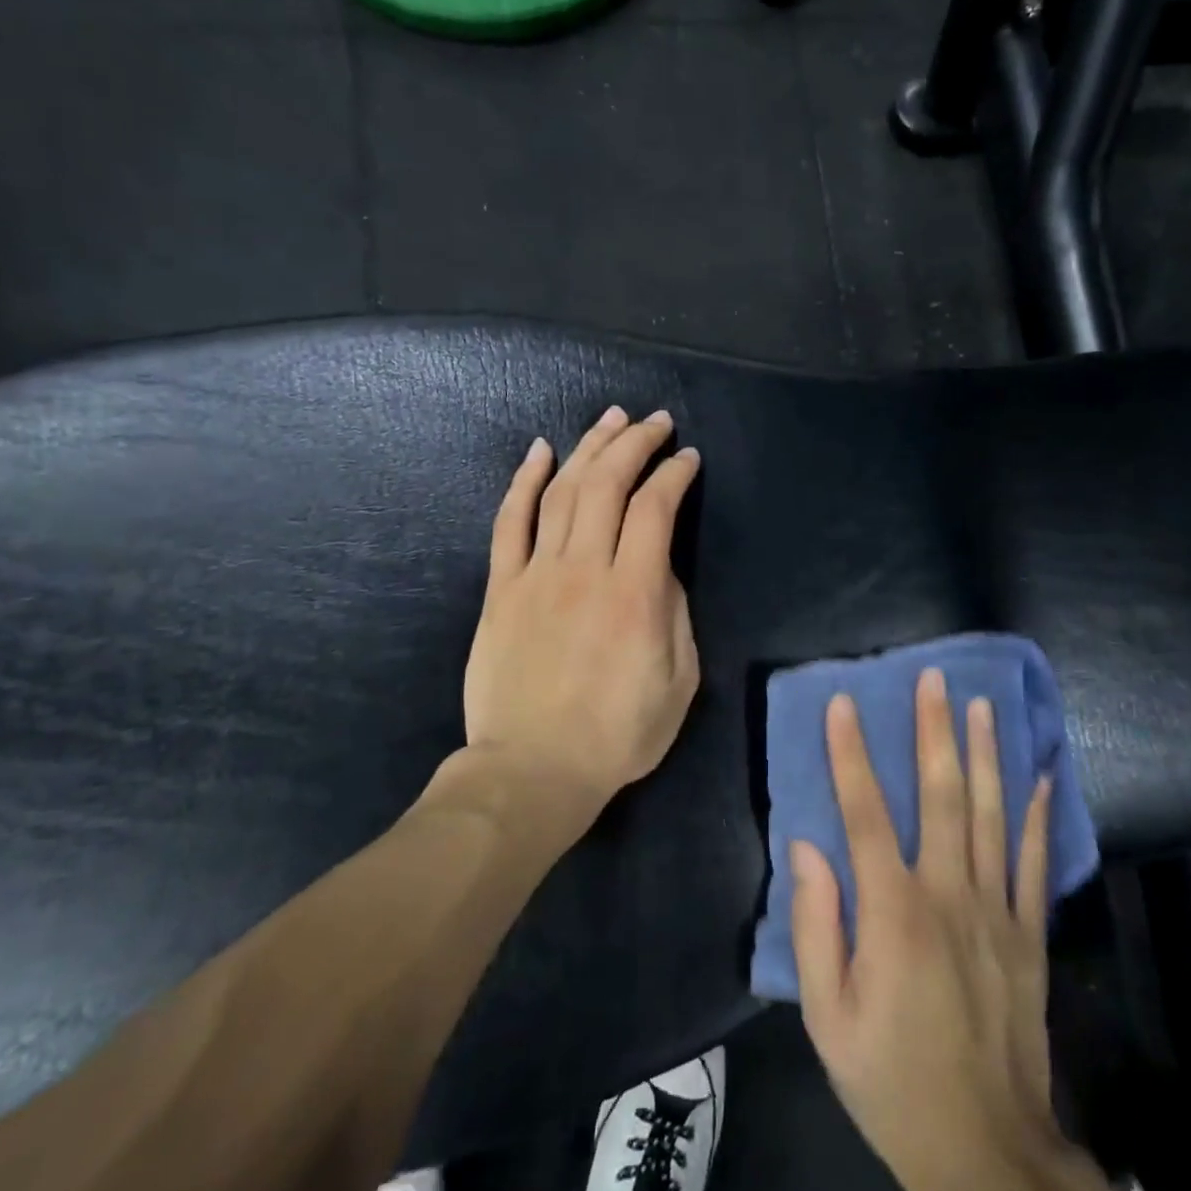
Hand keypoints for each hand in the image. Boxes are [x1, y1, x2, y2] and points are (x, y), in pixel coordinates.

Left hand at [462, 407, 701, 815]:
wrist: (532, 771)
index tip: (688, 458)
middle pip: (608, 484)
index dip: (675, 474)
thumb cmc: (617, 734)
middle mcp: (585, 569)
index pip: (656, 508)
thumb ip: (675, 614)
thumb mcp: (679, 682)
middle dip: (635, 443)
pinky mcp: (502, 588)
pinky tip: (540, 451)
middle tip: (654, 422)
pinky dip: (524, 481)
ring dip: (589, 448)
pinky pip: (510, 522)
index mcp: (635, 593)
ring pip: (563, 491)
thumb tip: (661, 569)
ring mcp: (537, 574)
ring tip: (610, 420)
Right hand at [790, 670, 1121, 1190]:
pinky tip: (1041, 775)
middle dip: (934, 731)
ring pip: (991, 815)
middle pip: (941, 797)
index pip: (865, 813)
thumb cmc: (890, 1078)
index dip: (851, 754)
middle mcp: (949, 896)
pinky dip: (1038, 815)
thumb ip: (815, 926)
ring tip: (981, 704)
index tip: (843, 703)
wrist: (985, 1148)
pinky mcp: (1030, 935)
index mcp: (893, 913)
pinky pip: (1034, 862)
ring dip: (985, 754)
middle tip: (933, 678)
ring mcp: (997, 912)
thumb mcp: (826, 1017)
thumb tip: (807, 846)